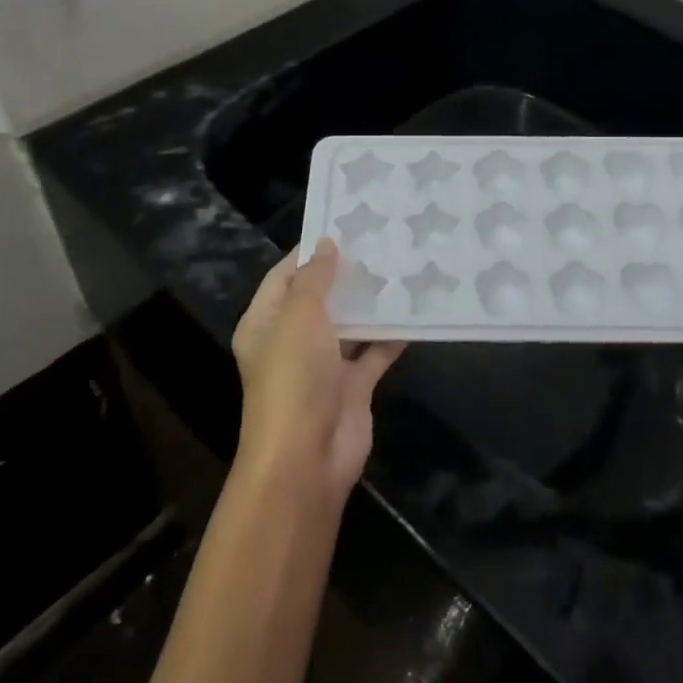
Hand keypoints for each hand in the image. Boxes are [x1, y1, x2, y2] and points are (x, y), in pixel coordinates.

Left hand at [232, 240, 404, 499]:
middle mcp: (292, 341)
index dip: (311, 252)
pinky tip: (416, 309)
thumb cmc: (294, 377)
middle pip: (320, 298)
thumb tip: (327, 245)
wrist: (307, 457)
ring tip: (403, 265)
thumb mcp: (299, 317)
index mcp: (265, 322)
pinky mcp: (353, 386)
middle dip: (347, 274)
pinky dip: (392, 335)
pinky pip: (374, 352)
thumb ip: (314, 279)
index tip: (344, 225)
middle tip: (383, 241)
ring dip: (372, 302)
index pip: (285, 276)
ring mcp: (323, 365)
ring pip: (350, 324)